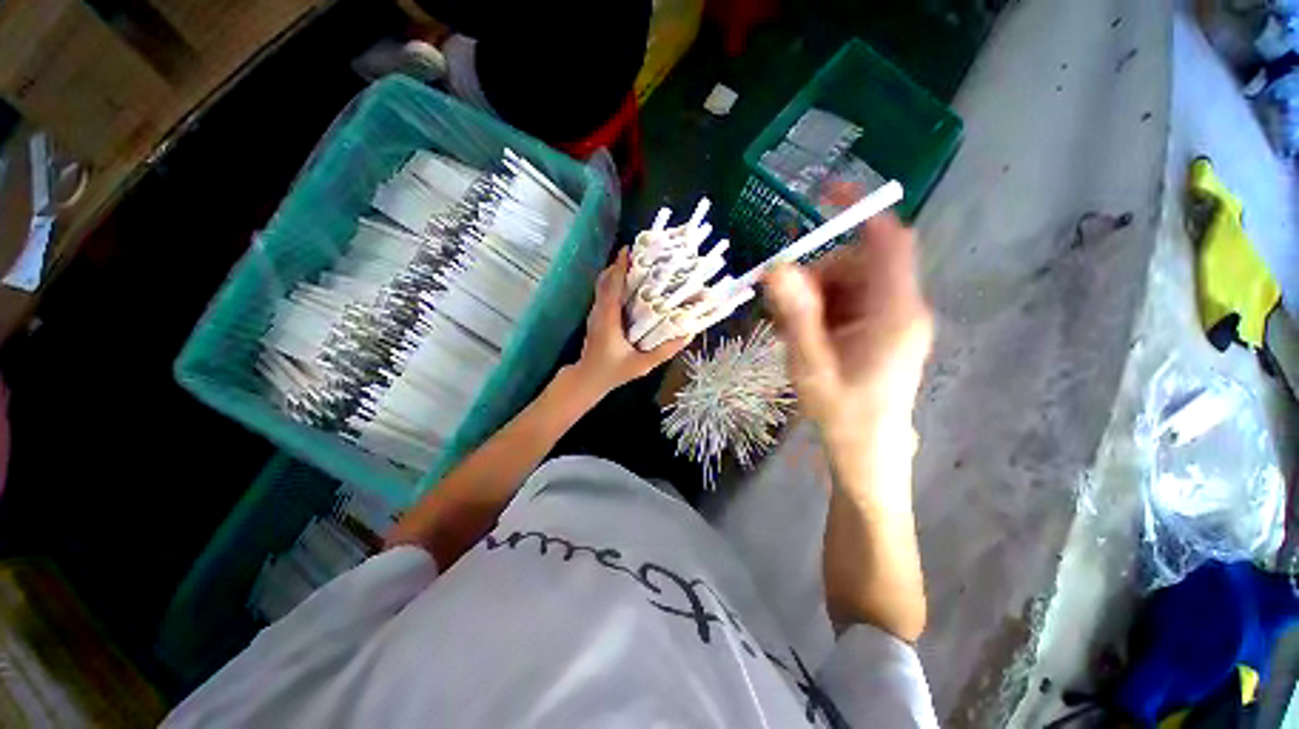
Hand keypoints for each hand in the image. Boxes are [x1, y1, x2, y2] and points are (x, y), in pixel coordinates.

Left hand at [574, 247, 690, 393]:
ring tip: (639, 267)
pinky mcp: (597, 317)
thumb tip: (687, 335)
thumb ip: (664, 351)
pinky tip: (632, 287)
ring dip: (617, 273)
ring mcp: (595, 313)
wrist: (587, 379)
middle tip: (642, 256)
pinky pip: (605, 294)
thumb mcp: (641, 365)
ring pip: (603, 286)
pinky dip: (616, 284)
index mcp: (607, 319)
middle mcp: (599, 311)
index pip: (612, 286)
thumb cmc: (613, 372)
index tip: (630, 250)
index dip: (619, 267)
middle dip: (620, 265)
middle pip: (605, 280)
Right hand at [763, 213, 932, 453]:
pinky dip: (821, 310)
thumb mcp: (810, 364)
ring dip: (813, 297)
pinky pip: (849, 302)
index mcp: (895, 312)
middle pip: (858, 263)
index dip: (861, 209)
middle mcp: (901, 307)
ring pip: (849, 283)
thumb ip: (796, 315)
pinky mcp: (882, 330)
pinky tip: (803, 336)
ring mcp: (893, 319)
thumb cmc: (842, 412)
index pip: (888, 240)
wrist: (868, 452)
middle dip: (816, 275)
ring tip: (788, 331)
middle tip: (782, 308)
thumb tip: (776, 268)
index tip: (825, 192)